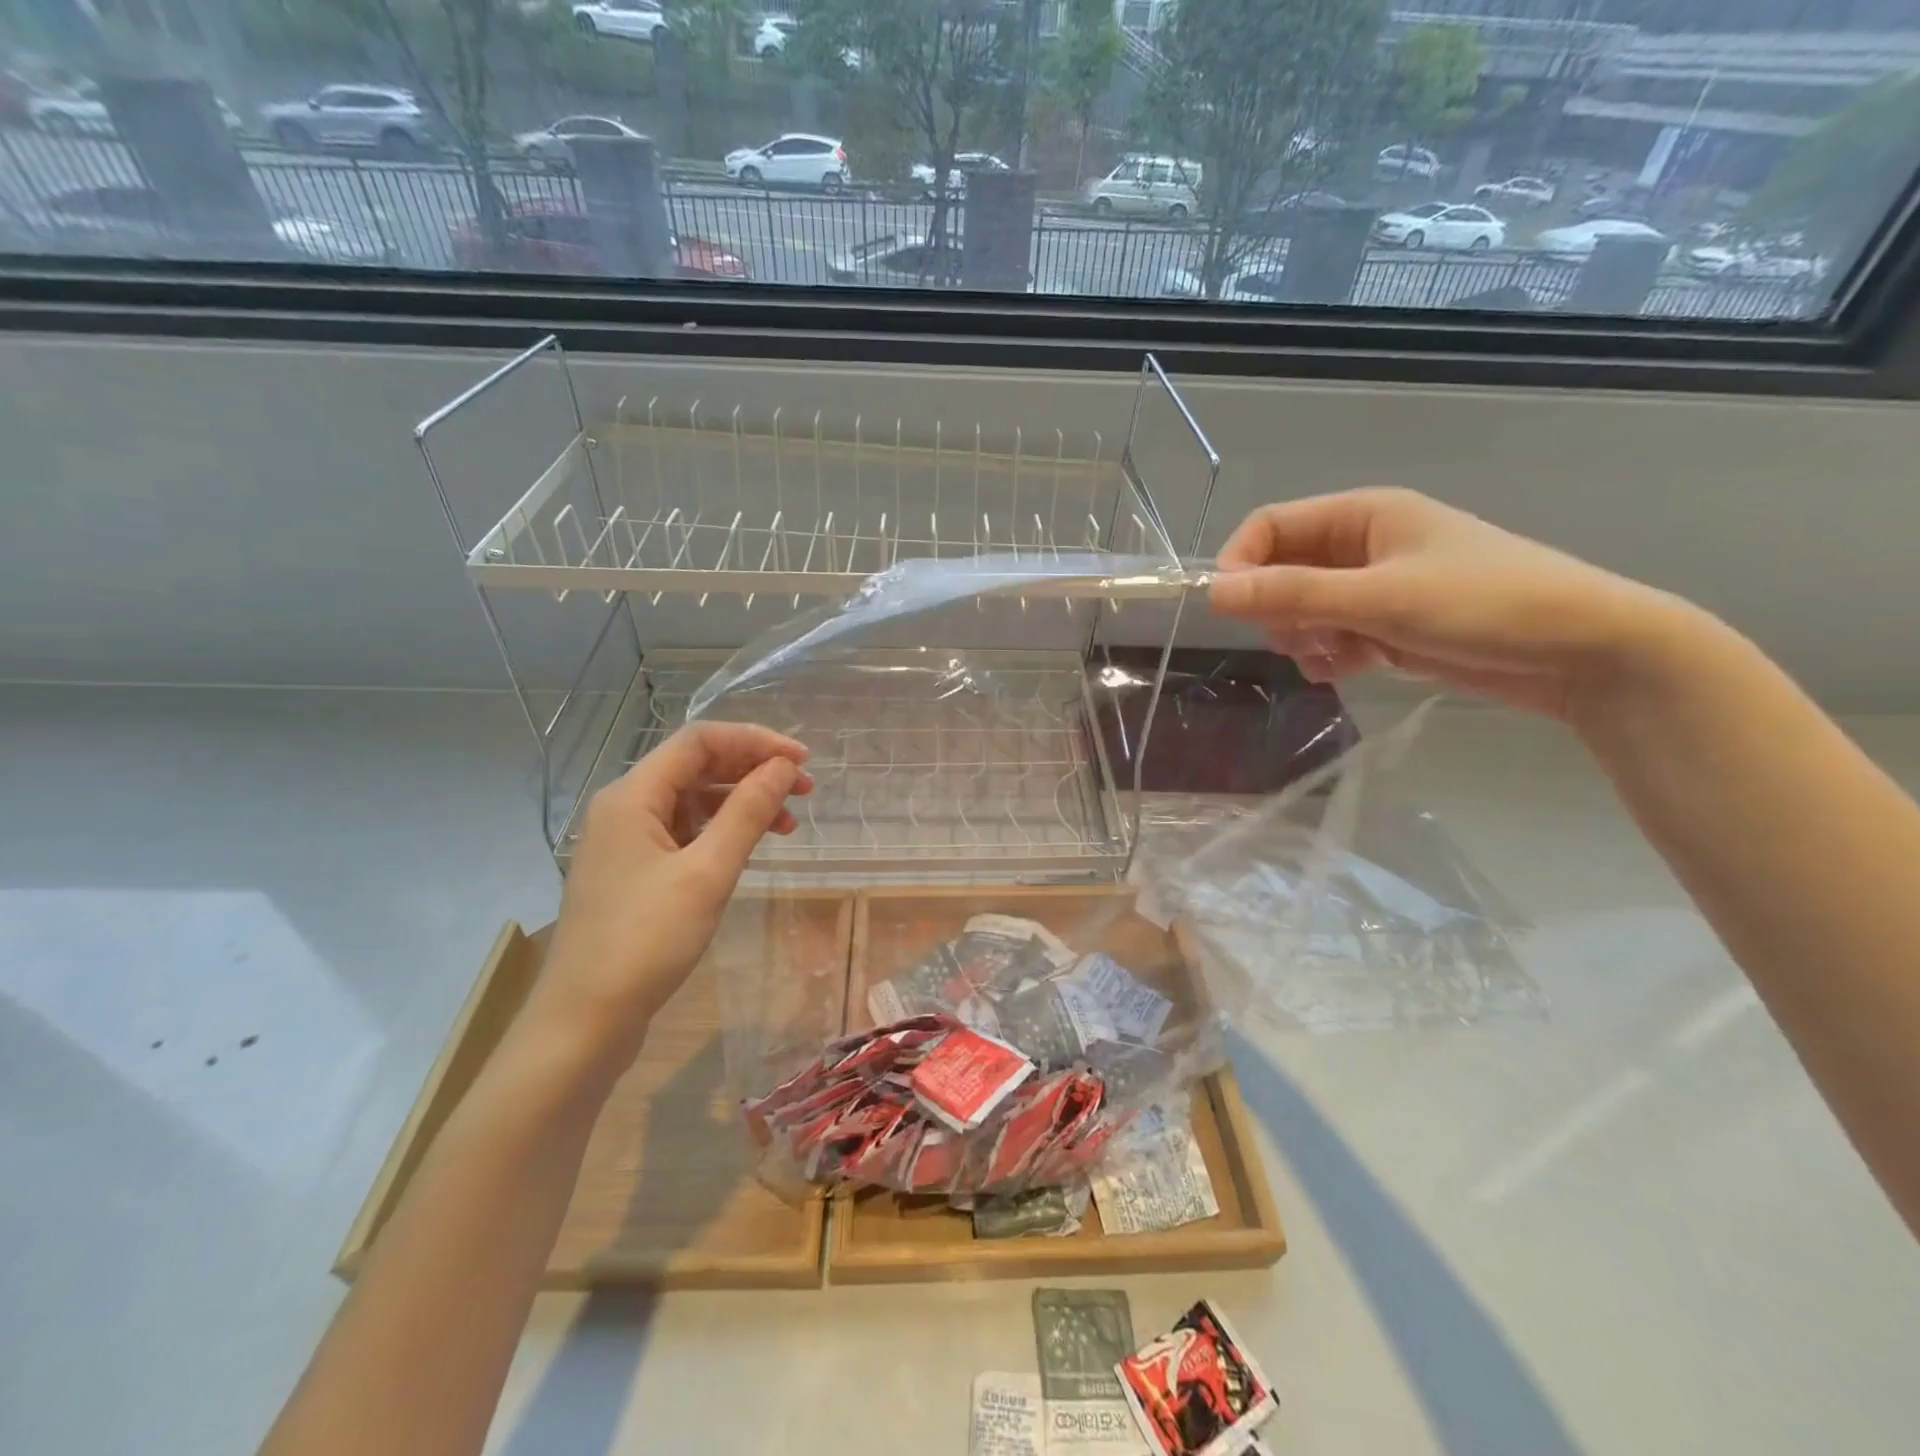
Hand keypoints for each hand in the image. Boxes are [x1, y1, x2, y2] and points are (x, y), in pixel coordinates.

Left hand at [529, 722, 812, 1074]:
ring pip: (693, 800)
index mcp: (633, 795)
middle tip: (805, 790)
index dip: (756, 741)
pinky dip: (722, 831)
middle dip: (753, 770)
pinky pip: (685, 832)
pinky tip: (750, 847)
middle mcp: (625, 807)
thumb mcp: (707, 872)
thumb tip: (783, 767)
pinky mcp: (634, 871)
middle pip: (696, 766)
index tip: (802, 761)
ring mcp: (627, 841)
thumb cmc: (646, 941)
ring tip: (788, 823)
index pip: (700, 740)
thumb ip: (748, 812)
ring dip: (742, 802)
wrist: (584, 1021)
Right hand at [1209, 488, 1683, 722]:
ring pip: (1301, 610)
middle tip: (1298, 637)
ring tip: (1334, 655)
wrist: (1581, 651)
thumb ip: (1292, 594)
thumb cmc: (1482, 605)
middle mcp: (1362, 546)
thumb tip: (1212, 594)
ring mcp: (1374, 588)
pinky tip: (1348, 669)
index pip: (1269, 527)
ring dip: (1302, 636)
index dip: (1240, 563)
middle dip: (1277, 609)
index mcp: (1362, 515)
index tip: (1228, 609)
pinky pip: (1329, 637)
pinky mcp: (1386, 626)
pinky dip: (1327, 656)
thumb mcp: (1379, 597)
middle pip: (1281, 571)